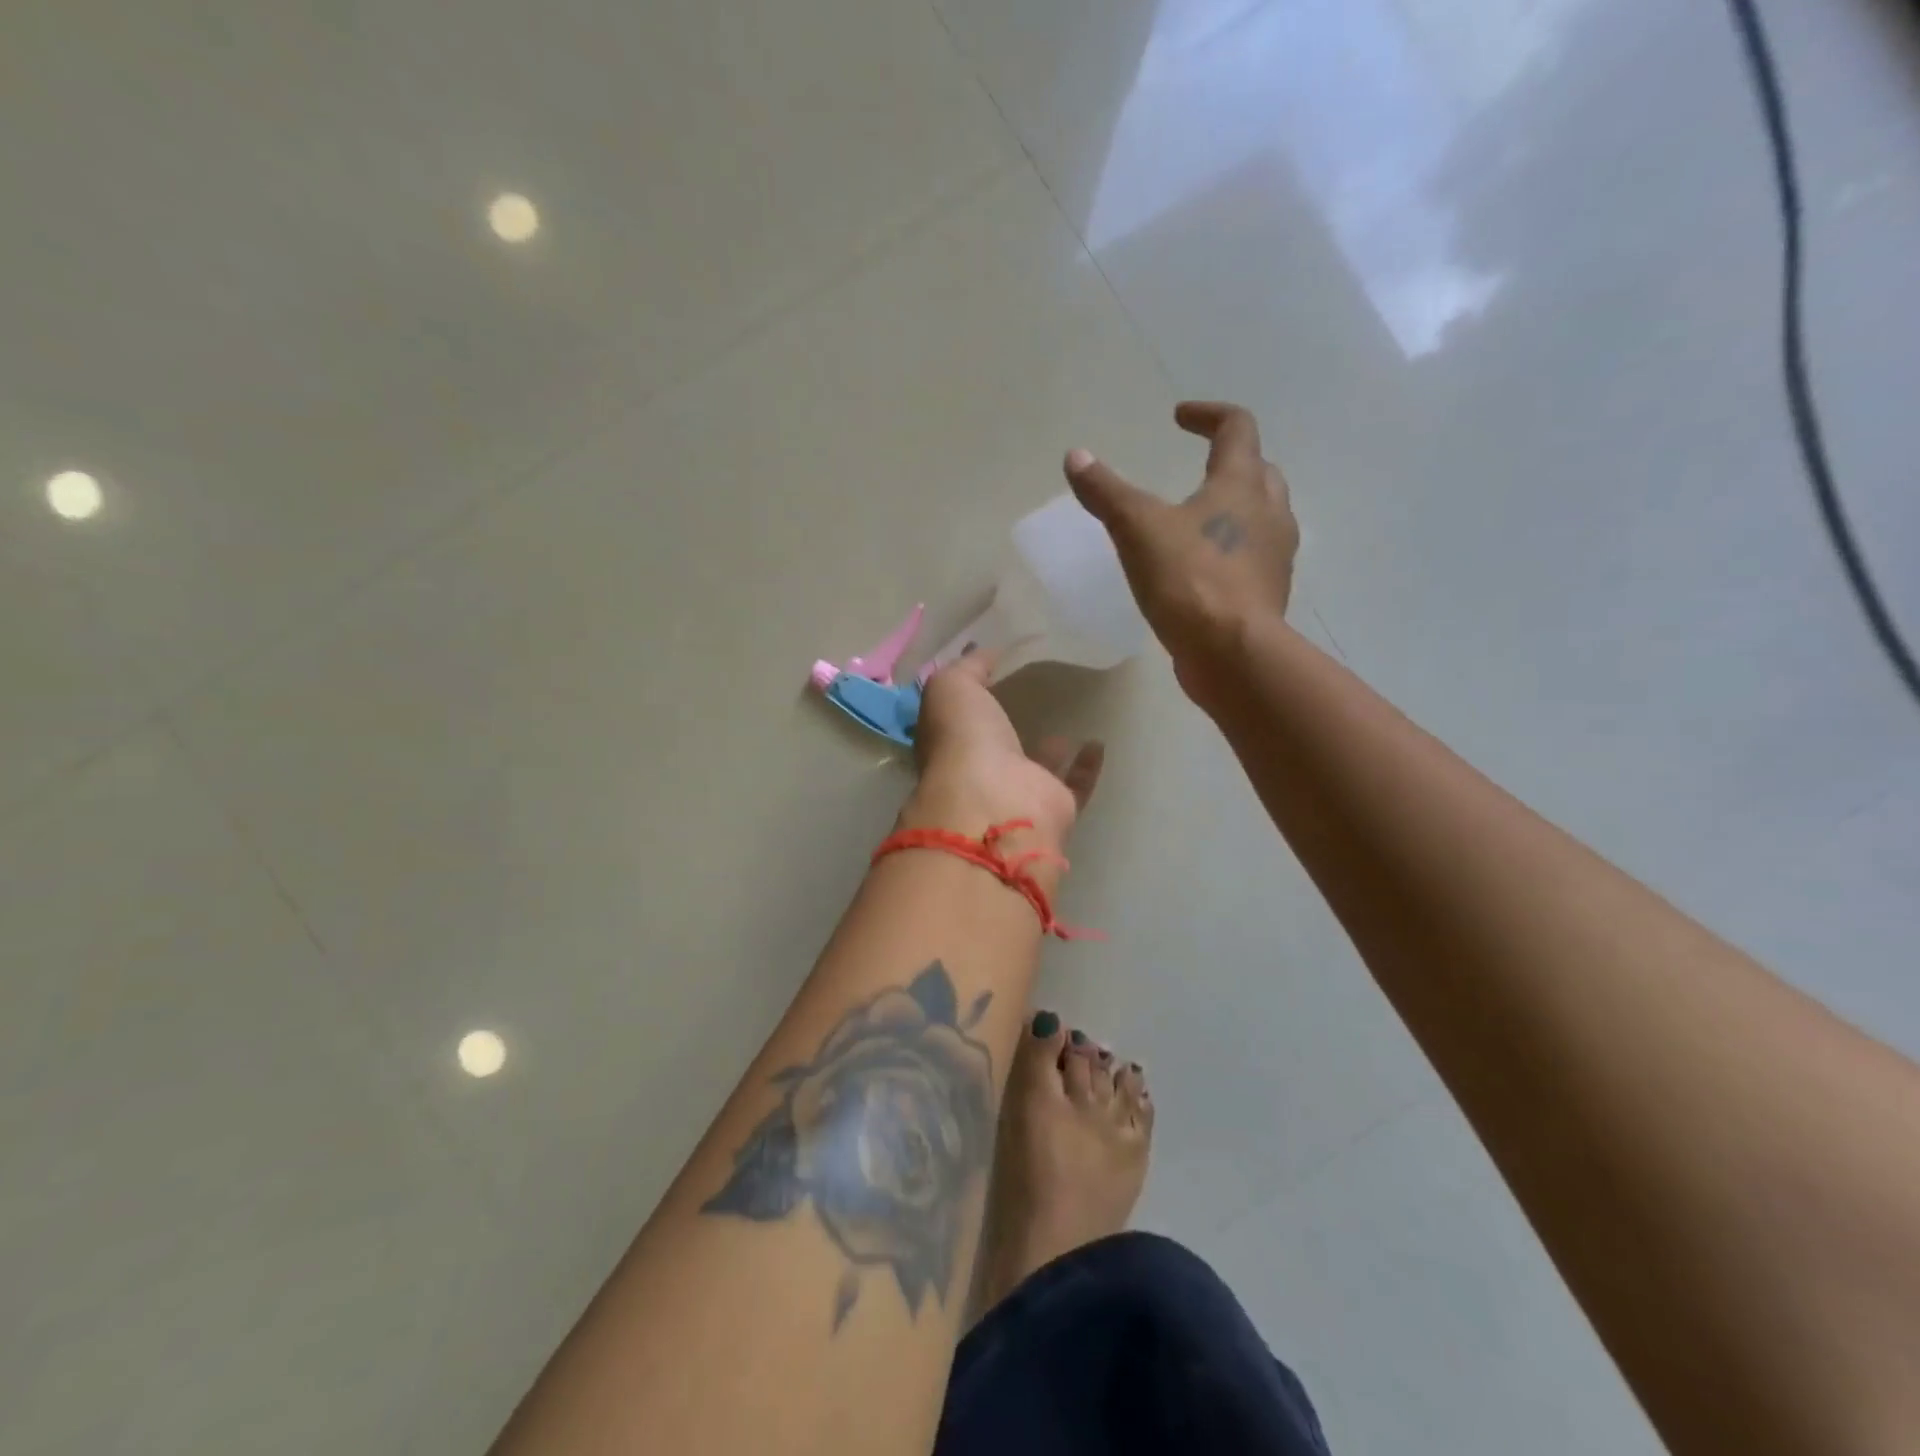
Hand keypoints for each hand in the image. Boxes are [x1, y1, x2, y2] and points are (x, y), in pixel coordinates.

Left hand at [900, 649, 1103, 852]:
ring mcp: (1017, 792)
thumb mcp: (952, 687)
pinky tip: (1098, 741)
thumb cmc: (964, 740)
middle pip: (994, 745)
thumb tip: (982, 652)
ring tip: (1070, 717)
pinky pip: (1075, 784)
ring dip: (1050, 748)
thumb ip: (968, 667)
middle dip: (1007, 723)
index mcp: (948, 744)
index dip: (970, 696)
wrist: (996, 803)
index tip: (993, 670)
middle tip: (1035, 691)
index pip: (956, 719)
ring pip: (1035, 766)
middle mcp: (979, 772)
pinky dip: (1087, 766)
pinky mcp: (1053, 806)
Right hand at [1065, 401, 1297, 705]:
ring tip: (1199, 520)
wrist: (1232, 654)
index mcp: (1242, 484)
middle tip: (1199, 468)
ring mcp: (1275, 557)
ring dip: (1236, 508)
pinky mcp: (1268, 594)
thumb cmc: (1189, 580)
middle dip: (1230, 462)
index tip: (1178, 417)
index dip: (1208, 415)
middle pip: (1259, 470)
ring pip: (1262, 516)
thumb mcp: (1137, 529)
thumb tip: (1076, 456)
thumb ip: (1106, 492)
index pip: (1237, 428)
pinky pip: (1254, 558)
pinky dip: (1232, 550)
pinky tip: (1203, 570)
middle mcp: (1270, 512)